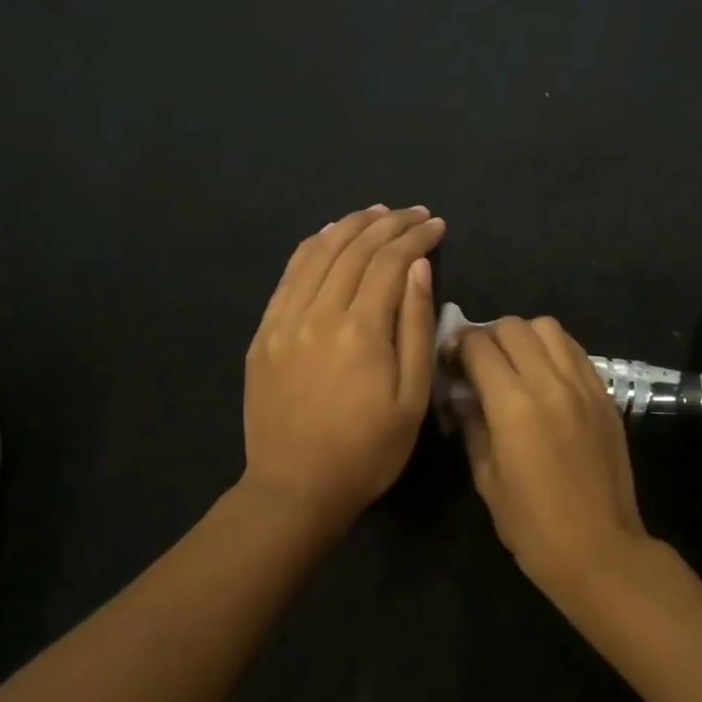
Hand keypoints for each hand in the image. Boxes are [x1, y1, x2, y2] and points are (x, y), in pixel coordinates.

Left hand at [242, 204, 445, 530]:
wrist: (295, 488)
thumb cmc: (367, 453)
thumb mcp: (411, 400)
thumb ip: (416, 329)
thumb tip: (419, 269)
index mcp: (361, 331)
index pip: (390, 263)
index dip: (416, 238)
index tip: (437, 225)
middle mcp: (318, 313)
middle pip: (354, 249)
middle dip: (388, 224)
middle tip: (414, 213)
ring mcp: (284, 320)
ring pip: (318, 253)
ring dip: (350, 226)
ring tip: (376, 213)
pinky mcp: (264, 333)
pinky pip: (289, 275)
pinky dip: (312, 247)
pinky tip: (328, 236)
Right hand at [458, 317, 650, 597]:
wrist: (598, 548)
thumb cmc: (531, 524)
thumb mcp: (486, 477)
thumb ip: (473, 425)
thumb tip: (464, 394)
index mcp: (513, 404)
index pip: (479, 346)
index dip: (458, 346)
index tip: (450, 361)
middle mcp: (550, 382)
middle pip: (513, 327)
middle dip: (488, 336)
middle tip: (478, 362)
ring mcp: (584, 386)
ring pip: (549, 328)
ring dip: (524, 337)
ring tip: (514, 364)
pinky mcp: (605, 395)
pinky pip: (576, 352)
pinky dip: (554, 351)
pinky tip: (545, 376)